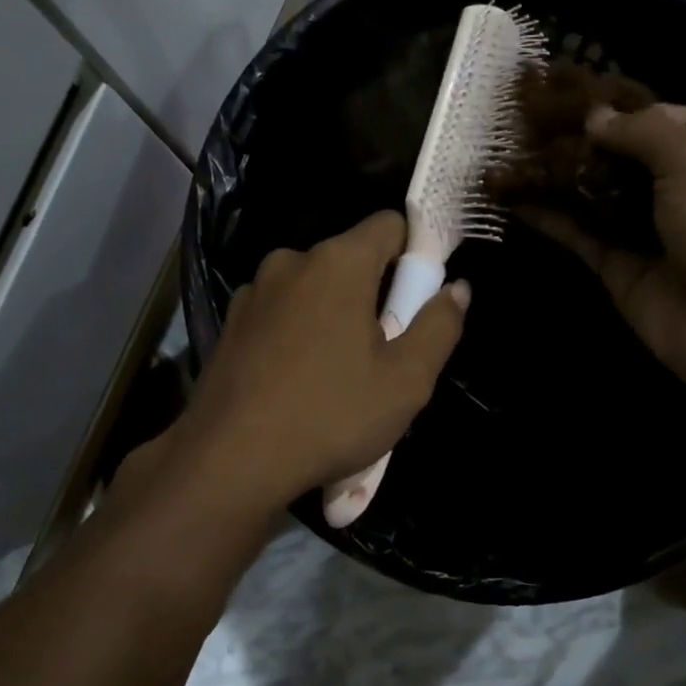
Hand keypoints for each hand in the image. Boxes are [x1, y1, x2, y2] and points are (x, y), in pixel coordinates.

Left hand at [165, 211, 468, 512]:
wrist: (229, 461)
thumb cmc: (330, 415)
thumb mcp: (406, 380)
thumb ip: (439, 326)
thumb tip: (457, 288)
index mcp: (338, 262)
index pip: (390, 225)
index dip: (414, 254)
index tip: (420, 298)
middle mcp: (291, 261)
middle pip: (350, 260)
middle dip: (374, 294)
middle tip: (383, 352)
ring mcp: (254, 291)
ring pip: (313, 289)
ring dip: (334, 316)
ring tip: (337, 375)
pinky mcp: (231, 323)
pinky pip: (282, 314)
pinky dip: (298, 334)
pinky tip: (296, 383)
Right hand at [526, 104, 685, 401]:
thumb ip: (642, 131)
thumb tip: (594, 117)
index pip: (666, 118)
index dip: (621, 107)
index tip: (569, 98)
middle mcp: (685, 188)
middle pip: (624, 156)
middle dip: (580, 140)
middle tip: (526, 123)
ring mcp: (650, 231)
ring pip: (596, 194)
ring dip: (557, 176)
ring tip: (508, 153)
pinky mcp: (620, 268)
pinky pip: (579, 235)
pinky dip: (548, 218)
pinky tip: (511, 198)